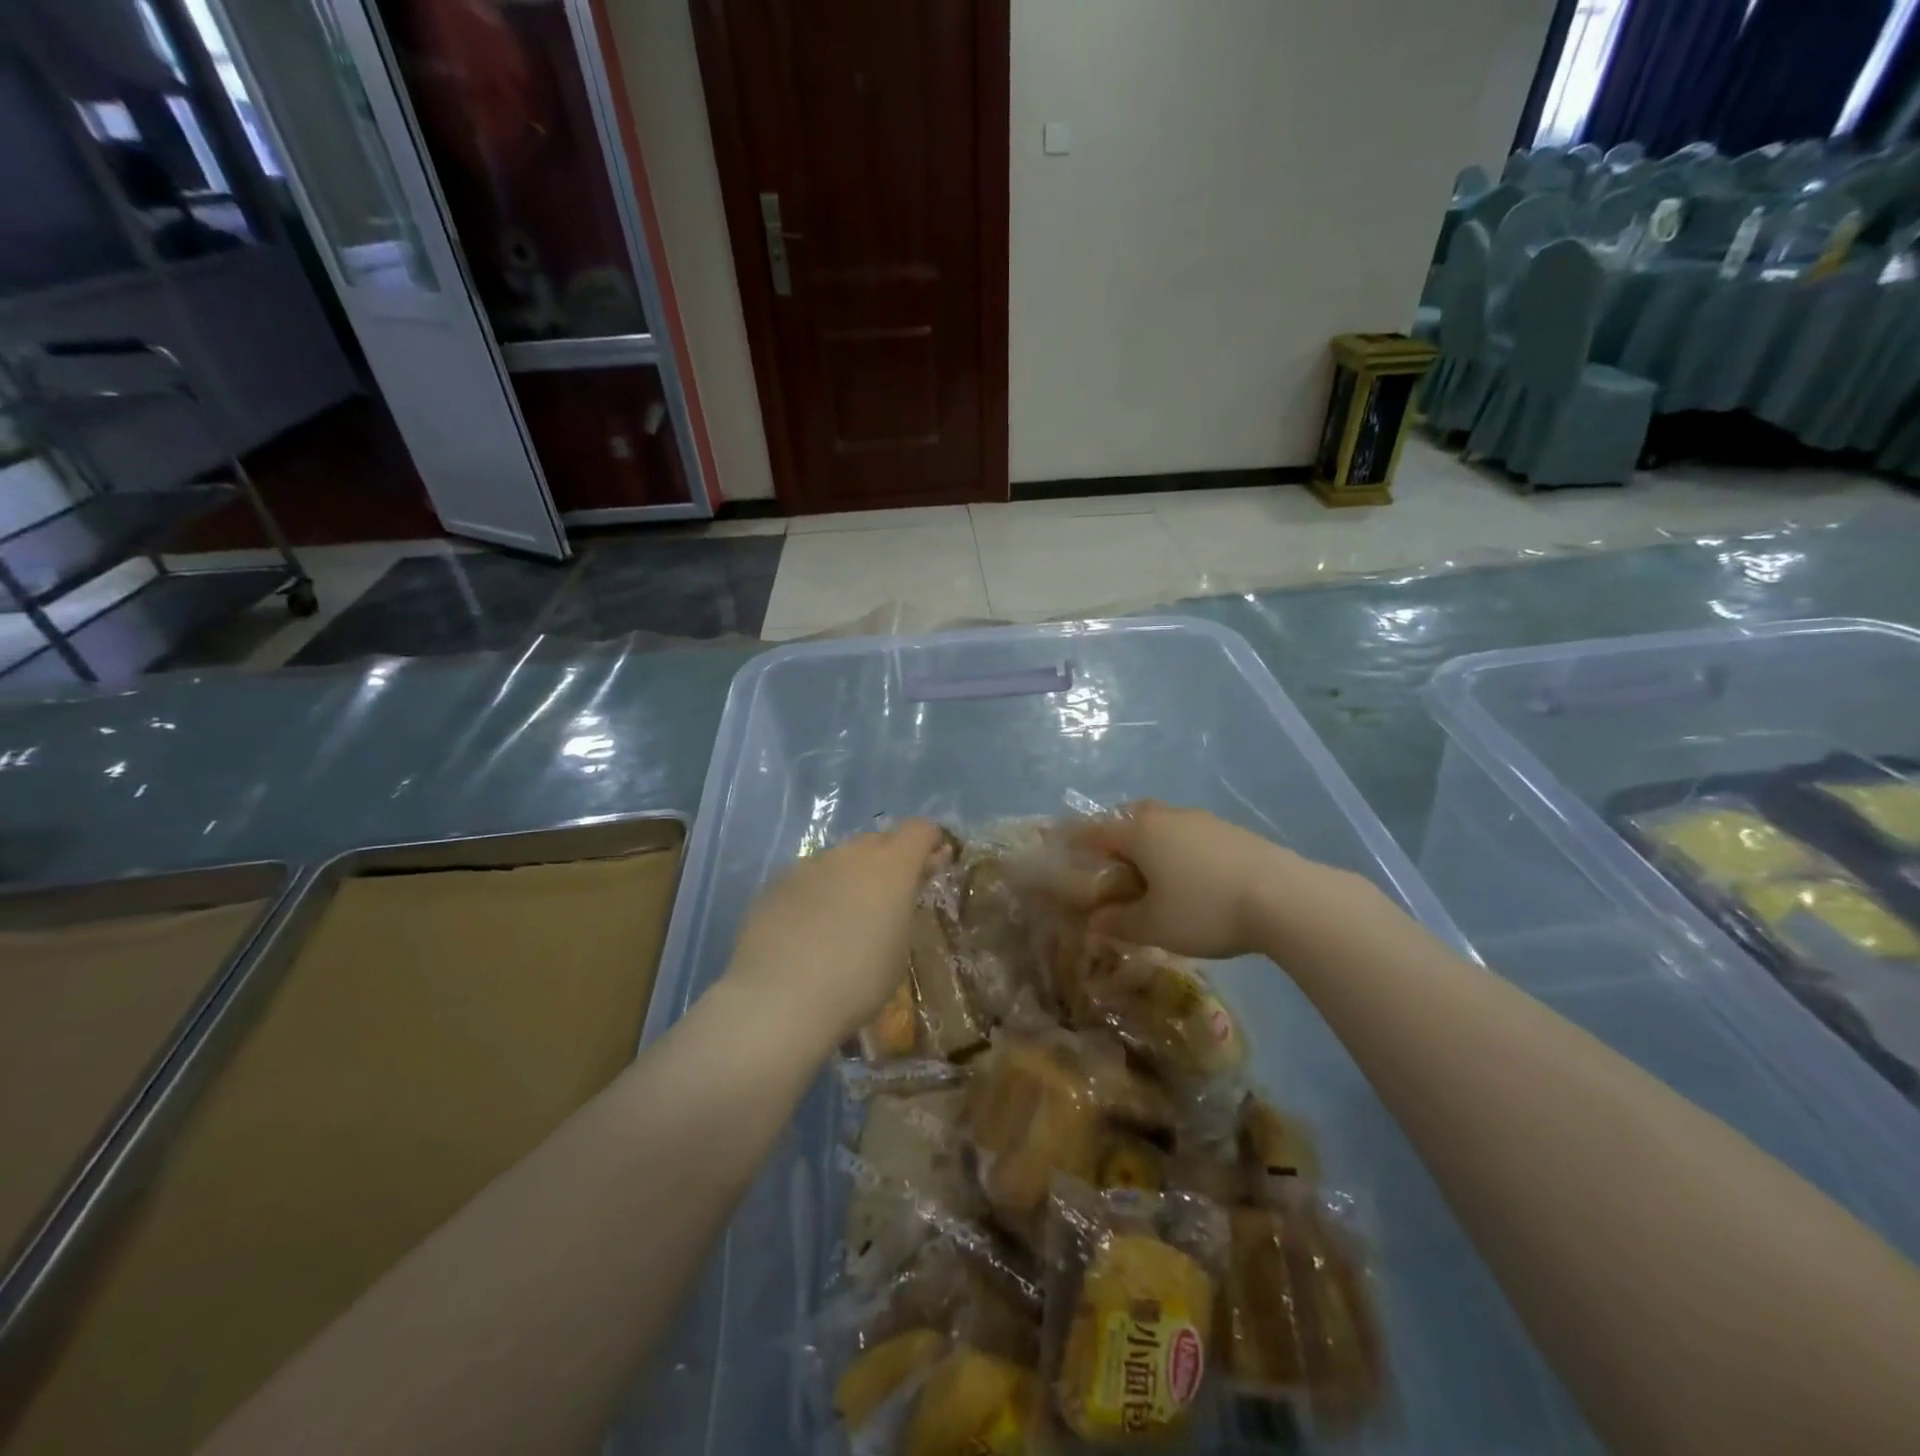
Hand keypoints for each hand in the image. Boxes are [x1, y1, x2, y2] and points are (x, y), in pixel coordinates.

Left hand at [725, 820, 946, 1050]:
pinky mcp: (776, 883)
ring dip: (849, 877)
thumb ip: (903, 909)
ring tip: (844, 918)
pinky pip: (808, 879)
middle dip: (889, 860)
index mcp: (891, 865)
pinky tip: (808, 930)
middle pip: (878, 841)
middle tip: (889, 897)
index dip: (930, 841)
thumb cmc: (858, 980)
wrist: (780, 999)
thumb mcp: (899, 949)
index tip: (934, 863)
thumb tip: (899, 893)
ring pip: (839, 859)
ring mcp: (809, 865)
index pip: (920, 830)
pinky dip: (816, 894)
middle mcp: (850, 853)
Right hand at [1071, 802, 1295, 959]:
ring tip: (1154, 874)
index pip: (1096, 831)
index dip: (1077, 841)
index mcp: (1140, 832)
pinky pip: (1192, 835)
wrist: (1285, 898)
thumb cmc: (1205, 909)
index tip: (1064, 848)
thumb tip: (1095, 921)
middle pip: (1131, 817)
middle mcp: (1167, 816)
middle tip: (1113, 864)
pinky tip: (1193, 878)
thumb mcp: (1154, 926)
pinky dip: (1181, 850)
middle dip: (1117, 835)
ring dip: (1152, 842)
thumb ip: (1119, 922)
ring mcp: (1203, 820)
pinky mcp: (1232, 831)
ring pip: (1164, 824)